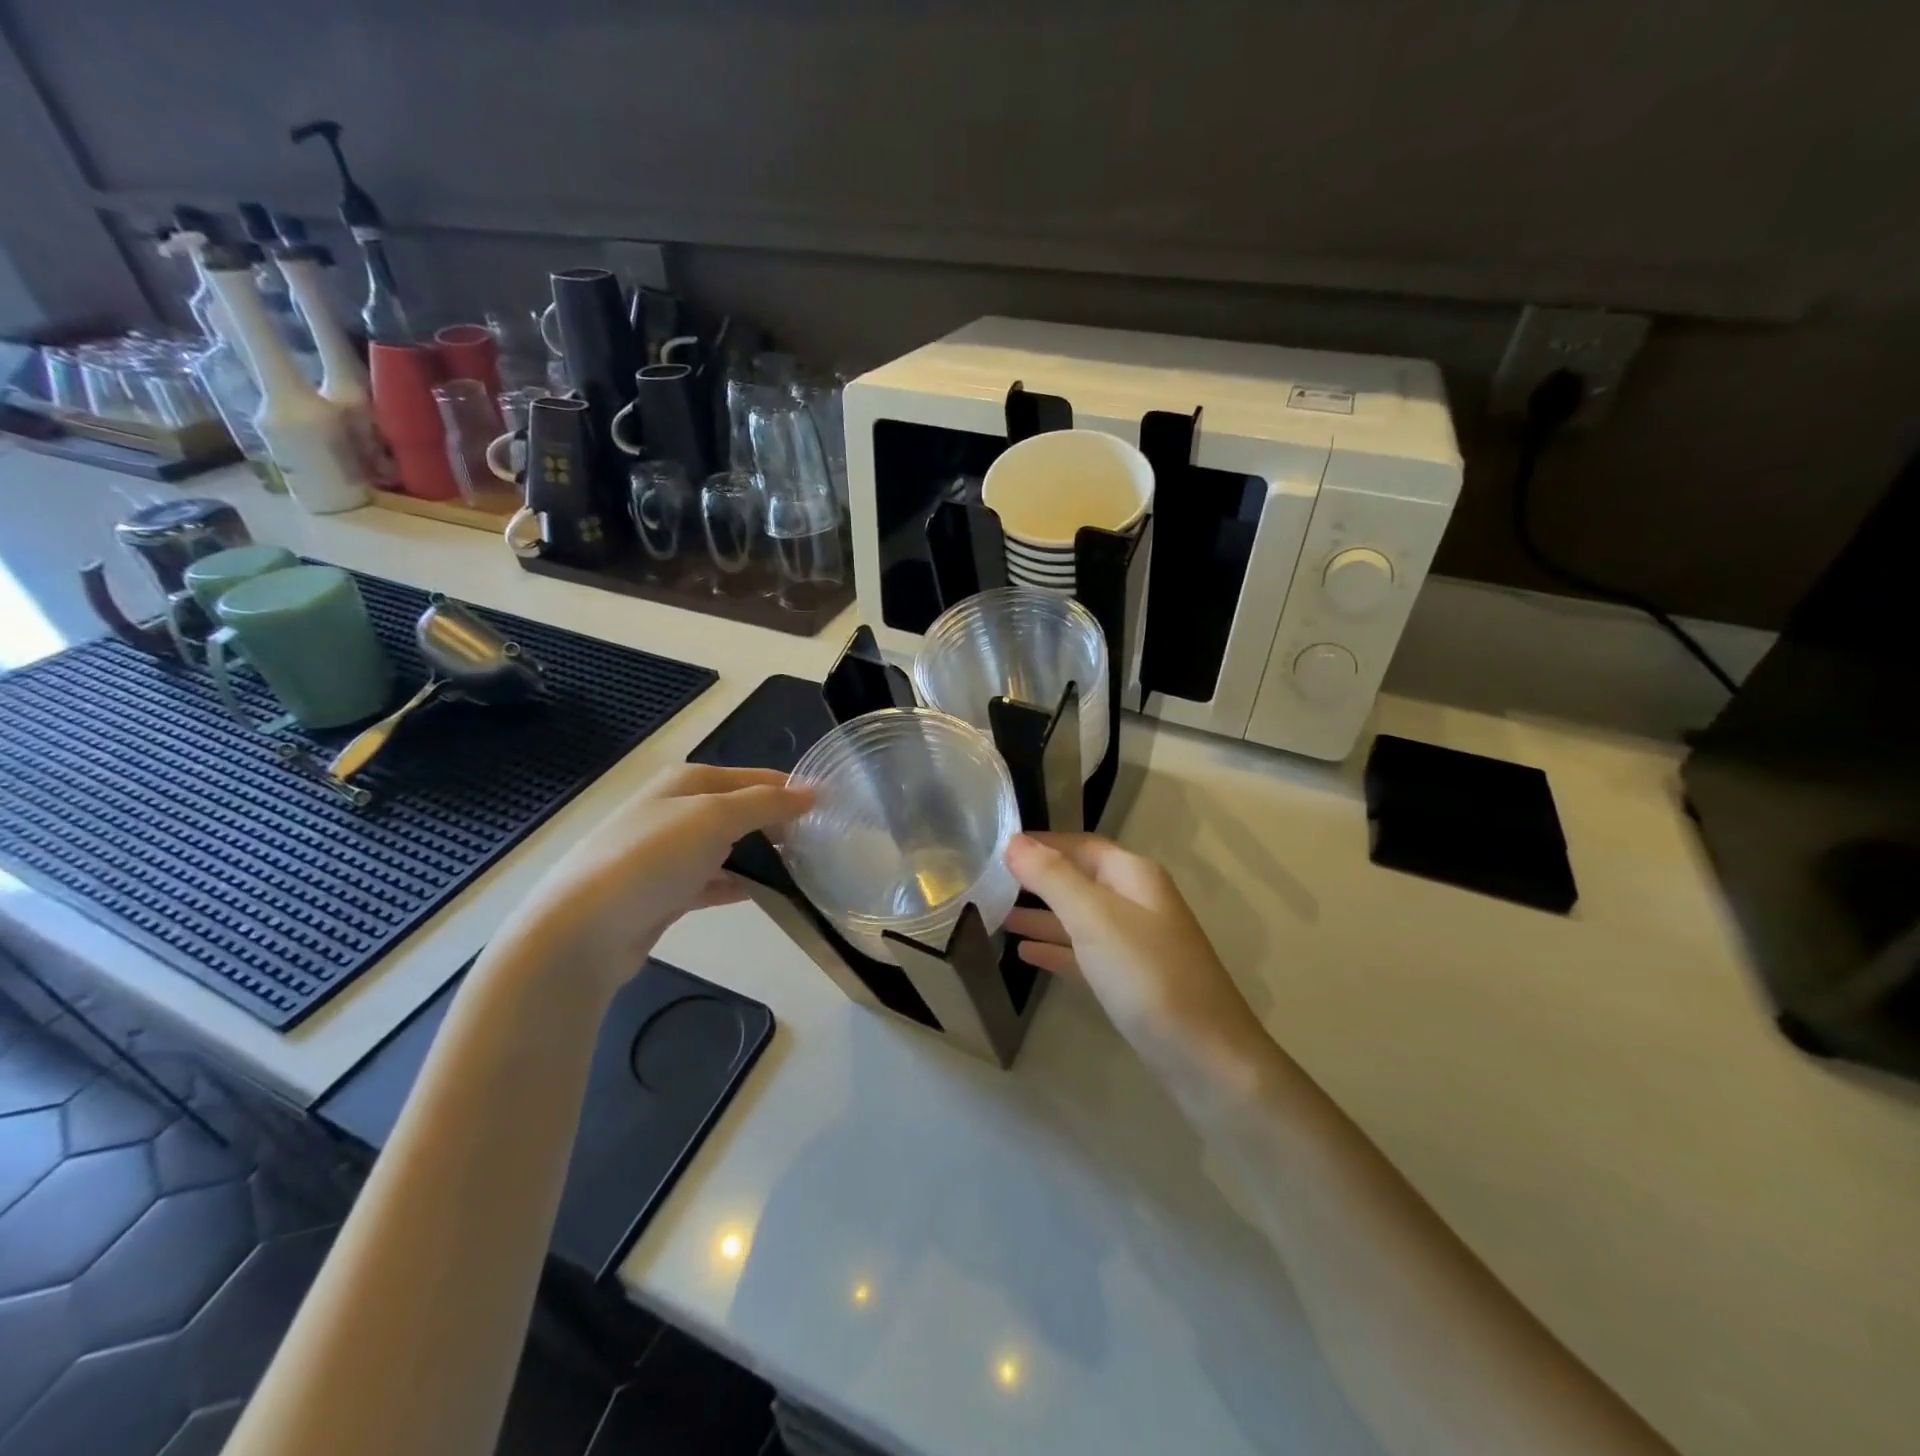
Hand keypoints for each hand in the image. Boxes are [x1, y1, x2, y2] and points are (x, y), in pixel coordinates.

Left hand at [495, 764, 812, 998]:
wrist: (583, 930)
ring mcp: (670, 853)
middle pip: (744, 810)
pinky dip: (741, 884)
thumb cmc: (652, 858)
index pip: (756, 777)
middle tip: (825, 844)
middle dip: (781, 824)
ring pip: (731, 847)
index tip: (835, 809)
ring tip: (806, 870)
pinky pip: (716, 881)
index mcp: (689, 781)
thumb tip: (815, 791)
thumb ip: (768, 803)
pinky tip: (769, 894)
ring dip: (764, 856)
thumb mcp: (716, 817)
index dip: (794, 790)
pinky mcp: (667, 891)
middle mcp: (679, 809)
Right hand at [1005, 832, 1268, 1070]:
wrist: (1206, 1059)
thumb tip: (1015, 841)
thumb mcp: (1095, 918)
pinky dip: (1055, 949)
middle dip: (1036, 879)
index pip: (1079, 845)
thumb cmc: (1148, 977)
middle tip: (987, 881)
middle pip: (1078, 879)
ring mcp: (1135, 943)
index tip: (995, 845)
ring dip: (1040, 915)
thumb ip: (1053, 878)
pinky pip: (1084, 953)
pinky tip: (1024, 953)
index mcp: (1133, 876)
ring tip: (995, 915)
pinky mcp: (1130, 981)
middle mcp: (1136, 901)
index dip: (1040, 843)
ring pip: (1078, 917)